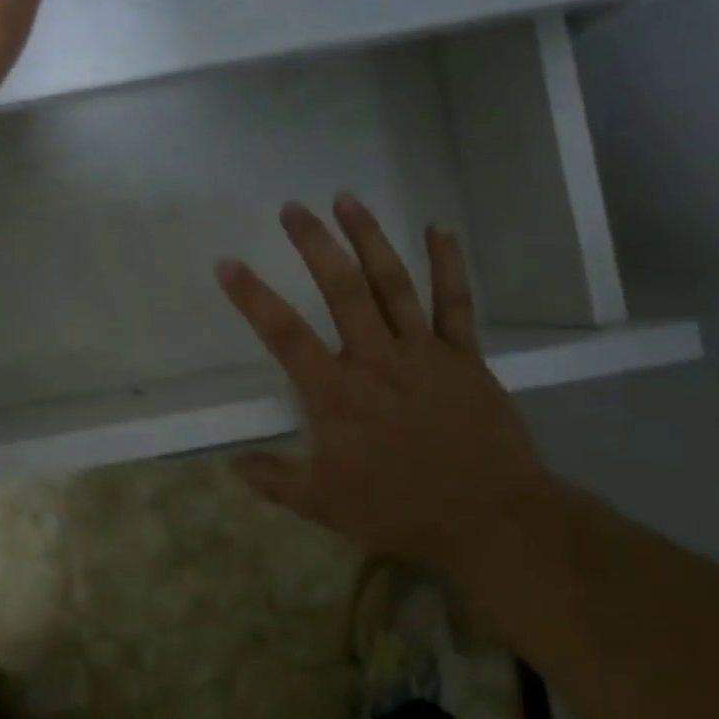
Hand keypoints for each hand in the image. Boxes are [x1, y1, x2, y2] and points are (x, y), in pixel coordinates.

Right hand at [216, 193, 550, 570]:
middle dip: (313, 243)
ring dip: (368, 238)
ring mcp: (422, 351)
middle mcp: (374, 358)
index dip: (252, 297)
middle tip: (292, 209)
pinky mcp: (463, 355)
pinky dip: (448, 264)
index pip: (284, 334)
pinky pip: (455, 302)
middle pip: (340, 288)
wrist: (491, 519)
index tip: (228, 263)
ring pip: (391, 282)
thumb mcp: (325, 505)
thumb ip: (275, 481)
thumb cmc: (401, 510)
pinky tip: (438, 229)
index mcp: (335, 392)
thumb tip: (232, 465)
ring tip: (346, 199)